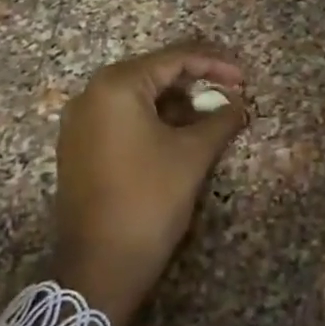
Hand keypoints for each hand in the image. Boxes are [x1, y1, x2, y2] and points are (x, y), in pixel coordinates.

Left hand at [50, 41, 246, 325]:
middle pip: (154, 73)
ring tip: (211, 118)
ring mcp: (80, 122)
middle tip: (230, 96)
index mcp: (117, 86)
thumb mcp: (193, 155)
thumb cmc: (149, 199)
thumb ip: (221, 120)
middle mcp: (91, 94)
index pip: (174, 59)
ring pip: (138, 97)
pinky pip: (122, 117)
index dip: (215, 65)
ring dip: (177, 102)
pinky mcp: (79, 146)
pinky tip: (181, 135)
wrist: (99, 266)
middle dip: (196, 82)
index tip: (245, 79)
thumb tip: (239, 105)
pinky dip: (154, 119)